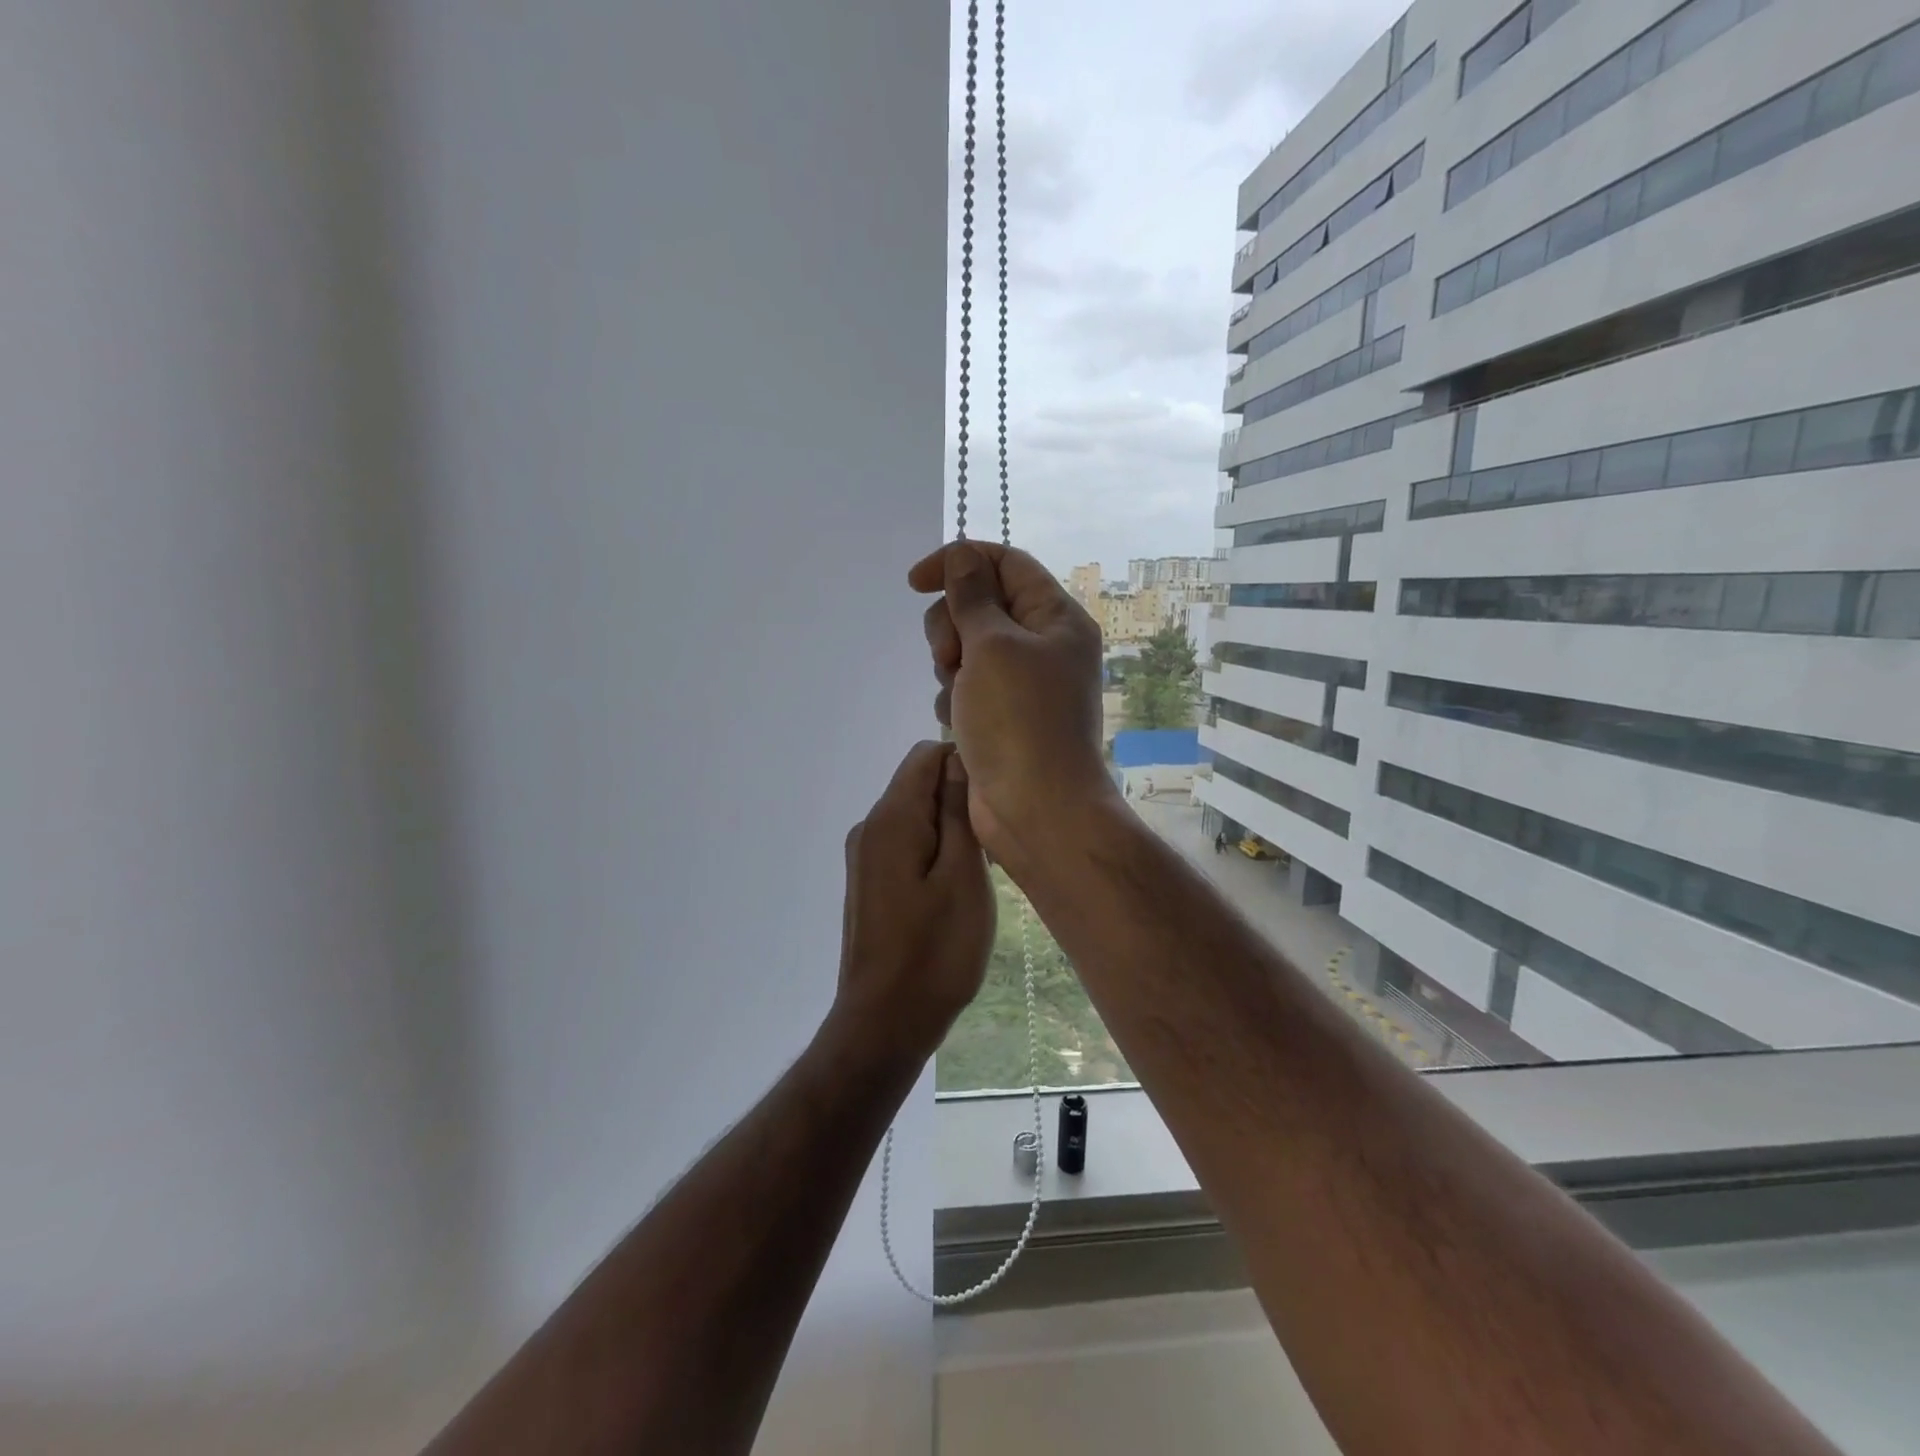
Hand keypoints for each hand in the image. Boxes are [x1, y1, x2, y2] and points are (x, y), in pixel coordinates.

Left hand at [833, 740, 994, 1057]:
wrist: (885, 1022)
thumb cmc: (935, 950)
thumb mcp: (963, 876)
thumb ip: (958, 812)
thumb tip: (958, 759)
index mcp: (890, 818)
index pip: (926, 755)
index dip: (965, 765)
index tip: (995, 802)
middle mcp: (869, 828)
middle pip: (918, 784)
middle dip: (959, 801)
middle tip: (993, 846)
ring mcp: (864, 858)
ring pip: (915, 817)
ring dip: (950, 831)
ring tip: (980, 873)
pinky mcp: (868, 883)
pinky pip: (905, 846)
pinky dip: (933, 853)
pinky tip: (954, 891)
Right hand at [909, 542, 1114, 863]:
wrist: (1036, 809)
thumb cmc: (1019, 720)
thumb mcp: (993, 646)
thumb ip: (972, 597)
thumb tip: (963, 557)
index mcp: (1055, 617)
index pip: (1005, 562)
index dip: (958, 562)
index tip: (914, 582)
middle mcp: (1043, 644)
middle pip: (980, 604)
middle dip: (952, 625)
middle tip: (951, 657)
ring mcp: (1022, 683)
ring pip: (967, 647)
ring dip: (950, 666)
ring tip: (958, 697)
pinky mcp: (1001, 715)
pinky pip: (965, 687)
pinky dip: (954, 700)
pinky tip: (958, 724)